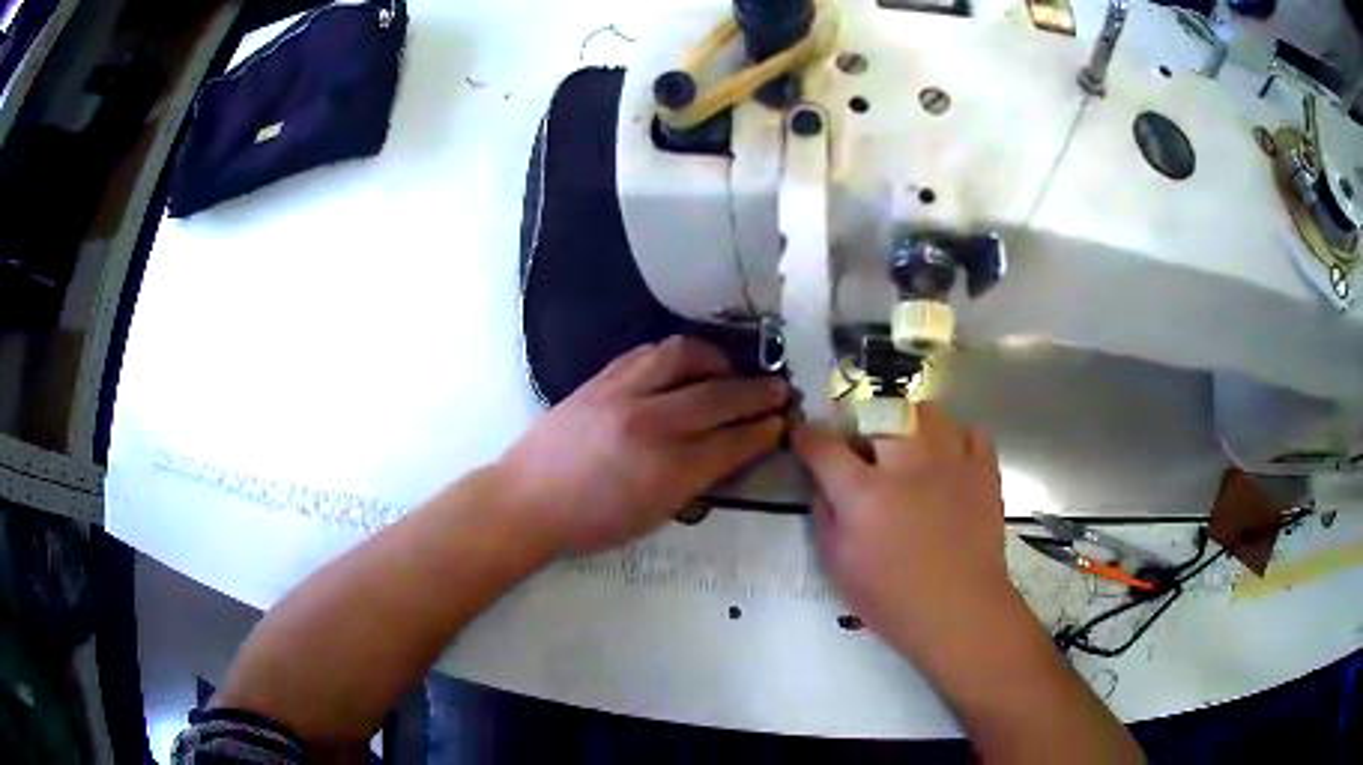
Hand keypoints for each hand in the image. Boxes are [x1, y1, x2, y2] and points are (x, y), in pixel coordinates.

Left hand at [497, 336, 787, 555]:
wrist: (526, 501)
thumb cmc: (590, 523)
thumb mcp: (653, 516)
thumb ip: (694, 482)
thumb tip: (726, 452)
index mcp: (667, 471)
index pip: (731, 443)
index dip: (763, 432)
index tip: (782, 423)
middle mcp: (651, 424)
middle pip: (718, 397)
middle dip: (756, 393)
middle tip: (778, 389)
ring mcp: (623, 395)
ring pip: (683, 358)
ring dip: (717, 360)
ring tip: (730, 369)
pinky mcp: (600, 380)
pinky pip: (647, 353)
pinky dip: (676, 354)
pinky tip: (685, 363)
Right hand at [791, 404, 1014, 657]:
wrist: (960, 611)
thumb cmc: (892, 599)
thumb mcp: (838, 566)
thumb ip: (824, 516)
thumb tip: (821, 483)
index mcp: (865, 493)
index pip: (825, 446)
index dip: (808, 436)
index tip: (804, 435)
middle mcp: (907, 465)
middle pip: (879, 412)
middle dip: (862, 421)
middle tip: (862, 444)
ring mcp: (951, 463)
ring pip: (927, 411)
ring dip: (908, 422)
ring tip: (906, 444)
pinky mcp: (983, 471)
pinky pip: (970, 432)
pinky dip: (956, 437)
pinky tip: (947, 458)